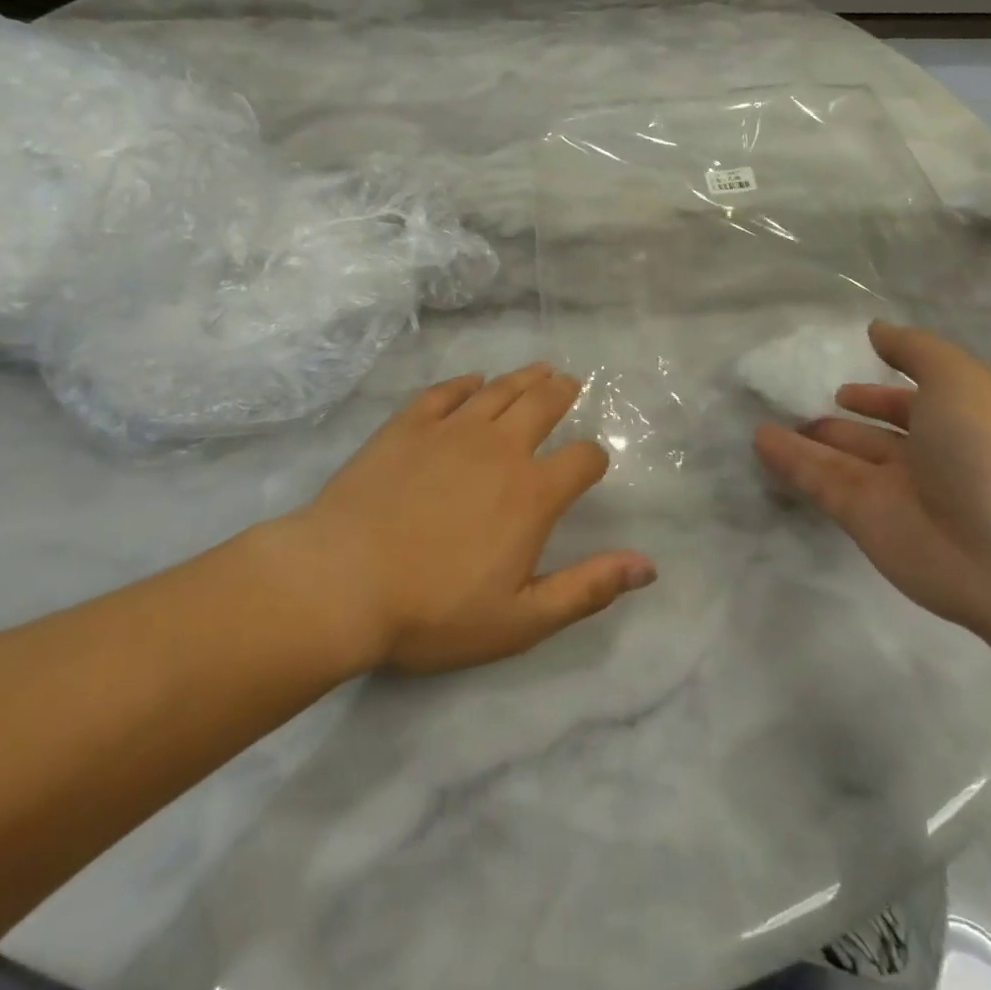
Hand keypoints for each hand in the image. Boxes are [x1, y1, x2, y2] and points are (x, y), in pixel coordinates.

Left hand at [290, 365, 655, 675]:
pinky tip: (472, 381)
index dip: (593, 458)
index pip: (582, 459)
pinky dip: (465, 383)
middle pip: (542, 405)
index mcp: (531, 493)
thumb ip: (587, 588)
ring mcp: (450, 430)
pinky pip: (444, 393)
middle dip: (562, 393)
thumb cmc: (434, 611)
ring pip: (499, 390)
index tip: (591, 463)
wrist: (341, 580)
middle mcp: (498, 448)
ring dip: (523, 378)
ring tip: (539, 370)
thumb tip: (649, 566)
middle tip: (569, 384)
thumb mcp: (521, 620)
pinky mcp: (407, 425)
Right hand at [753, 322, 990, 642]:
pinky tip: (759, 441)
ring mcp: (890, 492)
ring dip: (802, 441)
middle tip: (792, 406)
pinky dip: (789, 462)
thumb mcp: (958, 378)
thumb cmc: (986, 451)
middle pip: (869, 437)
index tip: (842, 388)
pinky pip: (818, 483)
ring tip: (760, 423)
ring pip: (836, 460)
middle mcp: (922, 459)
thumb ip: (914, 350)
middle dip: (836, 422)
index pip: (908, 407)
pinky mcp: (861, 519)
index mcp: (953, 425)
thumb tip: (876, 331)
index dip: (877, 396)